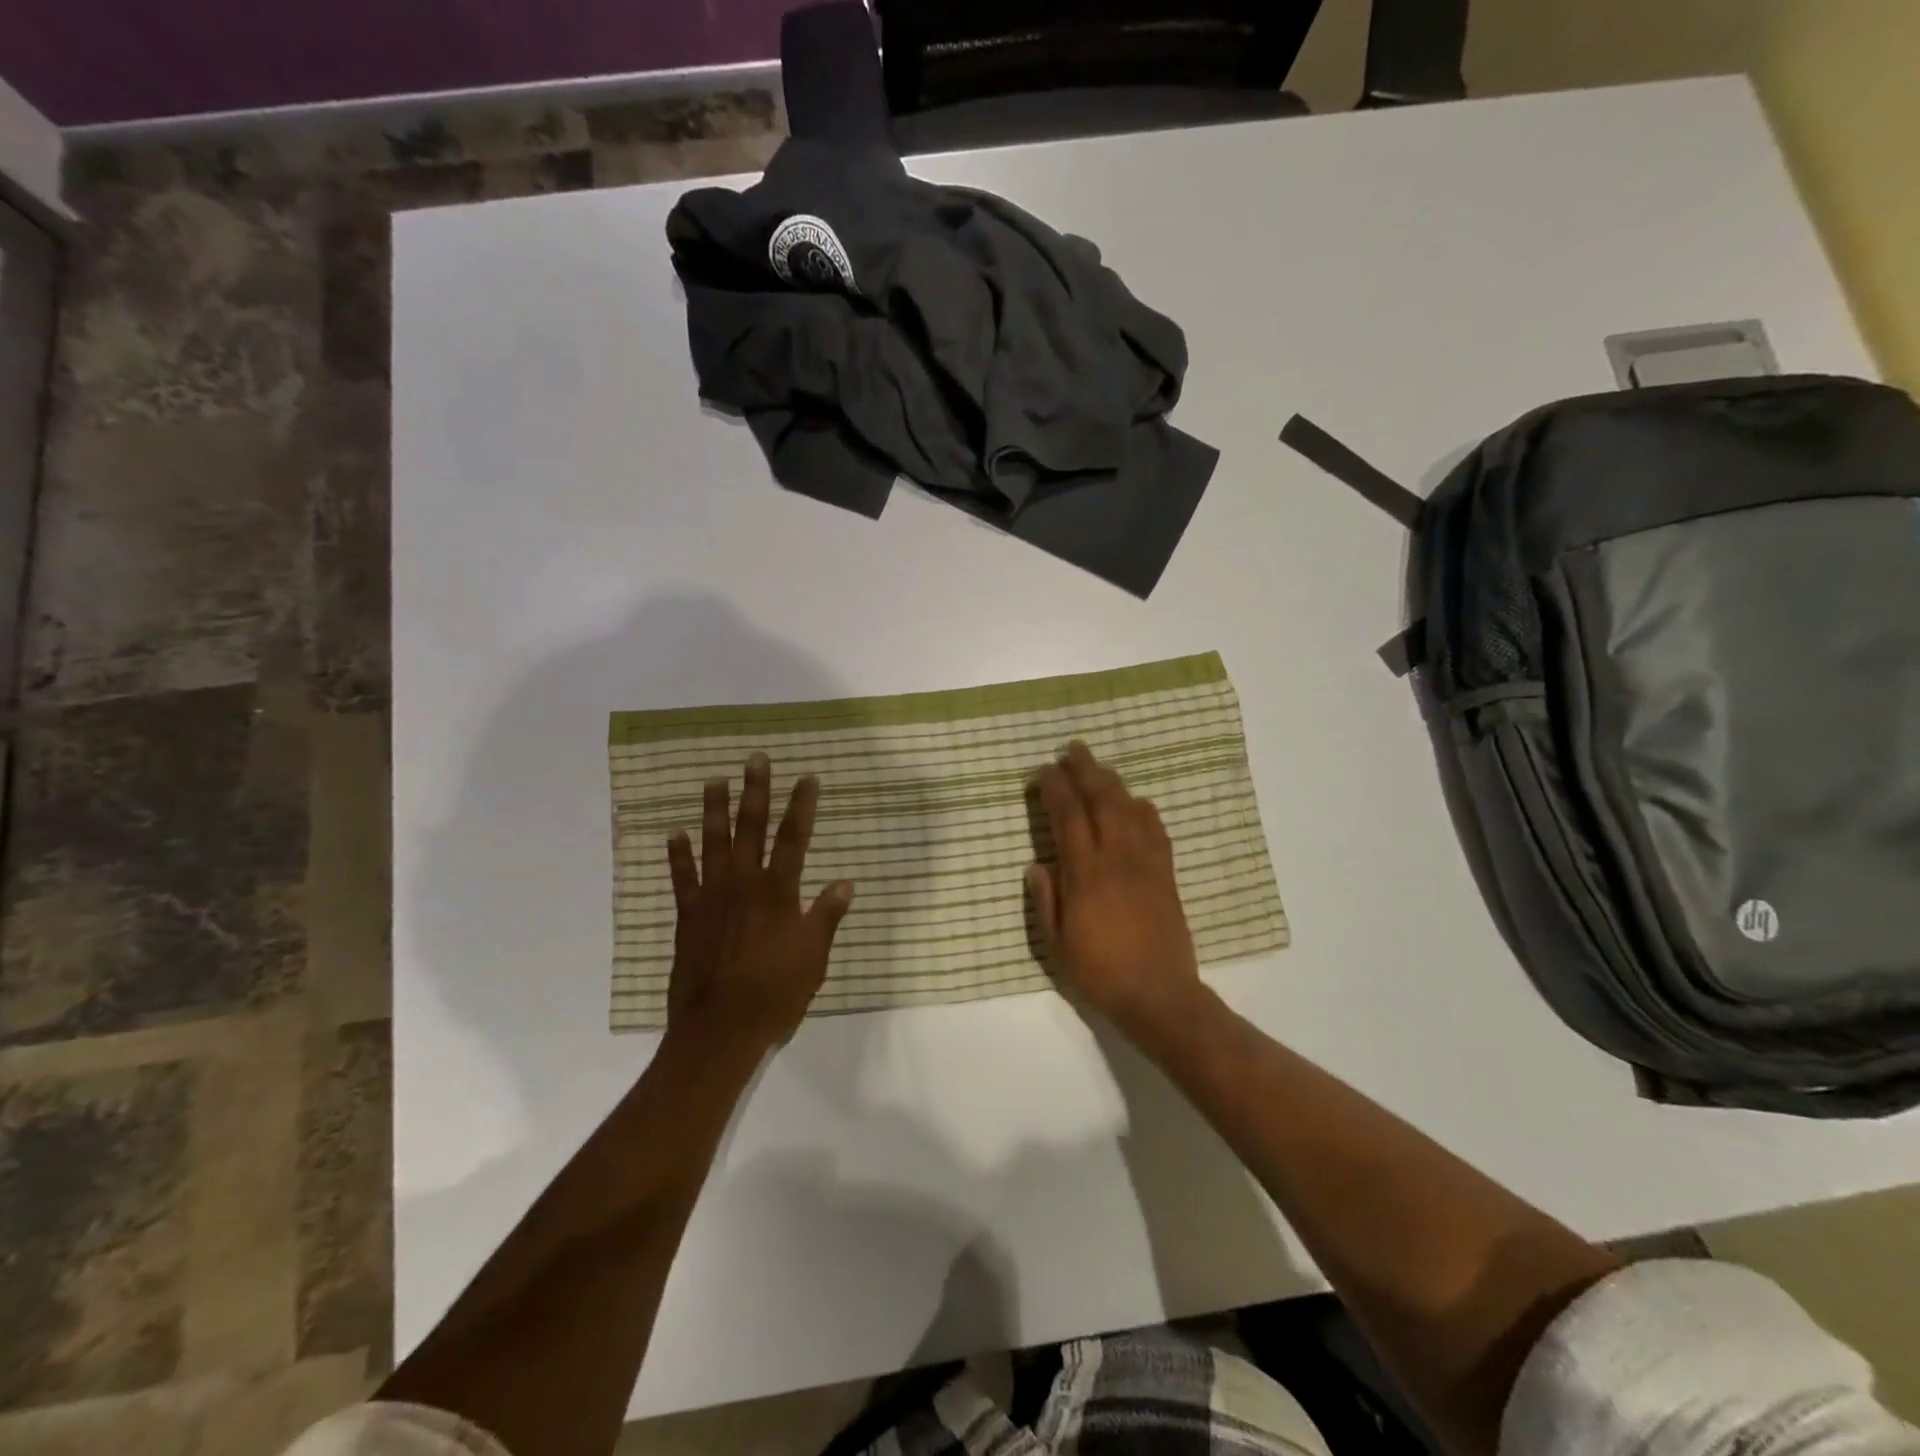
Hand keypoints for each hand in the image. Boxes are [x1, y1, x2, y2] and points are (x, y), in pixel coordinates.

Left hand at [665, 752, 854, 1057]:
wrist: (721, 1028)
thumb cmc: (776, 993)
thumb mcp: (814, 957)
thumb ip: (826, 916)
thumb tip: (846, 883)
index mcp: (779, 892)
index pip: (795, 838)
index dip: (802, 805)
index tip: (807, 777)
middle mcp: (745, 884)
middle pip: (751, 828)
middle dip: (756, 791)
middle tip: (755, 759)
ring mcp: (712, 897)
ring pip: (713, 843)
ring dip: (714, 810)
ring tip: (714, 780)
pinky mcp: (688, 916)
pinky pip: (681, 878)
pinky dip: (678, 855)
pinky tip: (674, 833)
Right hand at [1028, 741, 1205, 1037]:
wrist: (1158, 994)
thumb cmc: (1100, 971)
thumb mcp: (1056, 943)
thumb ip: (1046, 899)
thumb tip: (1038, 863)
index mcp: (1086, 873)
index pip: (1068, 816)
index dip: (1055, 788)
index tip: (1043, 771)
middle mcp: (1117, 857)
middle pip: (1101, 800)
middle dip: (1085, 769)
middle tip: (1072, 749)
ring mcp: (1146, 862)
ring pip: (1130, 807)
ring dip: (1112, 781)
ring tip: (1098, 767)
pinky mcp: (1166, 873)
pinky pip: (1156, 829)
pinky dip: (1142, 808)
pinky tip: (1135, 802)